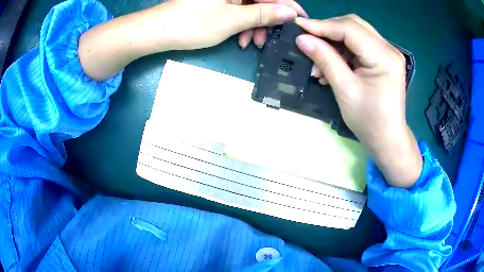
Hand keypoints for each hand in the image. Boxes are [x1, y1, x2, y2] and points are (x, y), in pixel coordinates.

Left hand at [160, 0, 306, 49]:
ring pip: (249, 7)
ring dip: (253, 26)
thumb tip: (289, 12)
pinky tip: (239, 39)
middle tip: (267, 40)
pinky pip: (237, 11)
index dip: (288, 6)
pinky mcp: (216, 2)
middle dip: (267, 20)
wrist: (158, 31)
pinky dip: (241, 25)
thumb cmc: (193, 23)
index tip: (301, 21)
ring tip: (250, 43)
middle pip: (261, 0)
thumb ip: (263, 14)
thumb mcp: (232, 20)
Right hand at [295, 15, 421, 187]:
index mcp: (384, 57)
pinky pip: (360, 44)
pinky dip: (343, 50)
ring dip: (334, 42)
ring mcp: (388, 52)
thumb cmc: (369, 121)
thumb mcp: (345, 90)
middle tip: (308, 40)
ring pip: (355, 33)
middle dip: (328, 30)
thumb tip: (302, 39)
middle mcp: (389, 49)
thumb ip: (325, 59)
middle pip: (354, 25)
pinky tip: (333, 64)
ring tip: (319, 63)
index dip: (322, 25)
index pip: (350, 29)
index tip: (298, 26)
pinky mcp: (384, 58)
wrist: (387, 139)